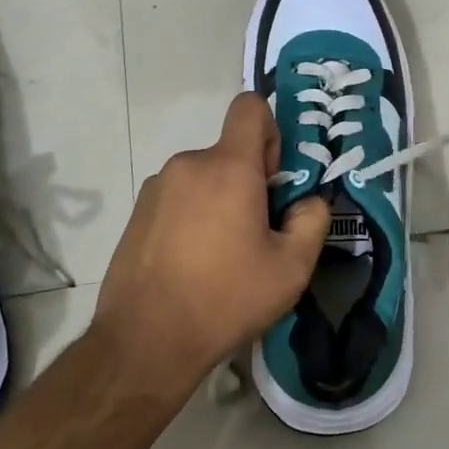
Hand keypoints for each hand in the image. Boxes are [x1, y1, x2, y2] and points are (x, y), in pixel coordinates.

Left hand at [93, 93, 330, 392]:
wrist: (145, 340)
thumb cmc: (226, 298)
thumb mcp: (291, 268)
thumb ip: (312, 221)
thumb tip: (308, 201)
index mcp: (228, 167)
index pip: (250, 107)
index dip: (270, 132)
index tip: (273, 179)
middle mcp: (188, 164)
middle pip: (229, 152)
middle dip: (249, 182)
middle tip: (256, 235)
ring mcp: (156, 188)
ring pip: (203, 178)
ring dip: (219, 202)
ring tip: (221, 257)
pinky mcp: (137, 213)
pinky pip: (178, 198)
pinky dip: (192, 217)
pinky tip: (192, 265)